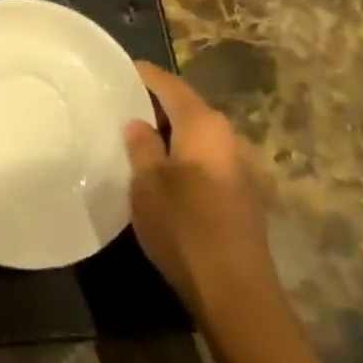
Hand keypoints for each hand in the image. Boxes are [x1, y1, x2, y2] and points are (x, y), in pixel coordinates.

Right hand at [125, 61, 279, 332]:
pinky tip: (164, 171)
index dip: (143, 75)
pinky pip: (207, 159)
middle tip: (119, 106)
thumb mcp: (147, 183)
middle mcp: (230, 137)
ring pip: (198, 136)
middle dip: (155, 105)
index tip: (117, 71)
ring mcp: (242, 167)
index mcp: (205, 125)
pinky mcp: (244, 195)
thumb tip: (138, 123)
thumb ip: (141, 146)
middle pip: (187, 108)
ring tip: (136, 138)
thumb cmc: (184, 227)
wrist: (236, 292)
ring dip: (171, 133)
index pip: (170, 85)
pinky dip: (185, 155)